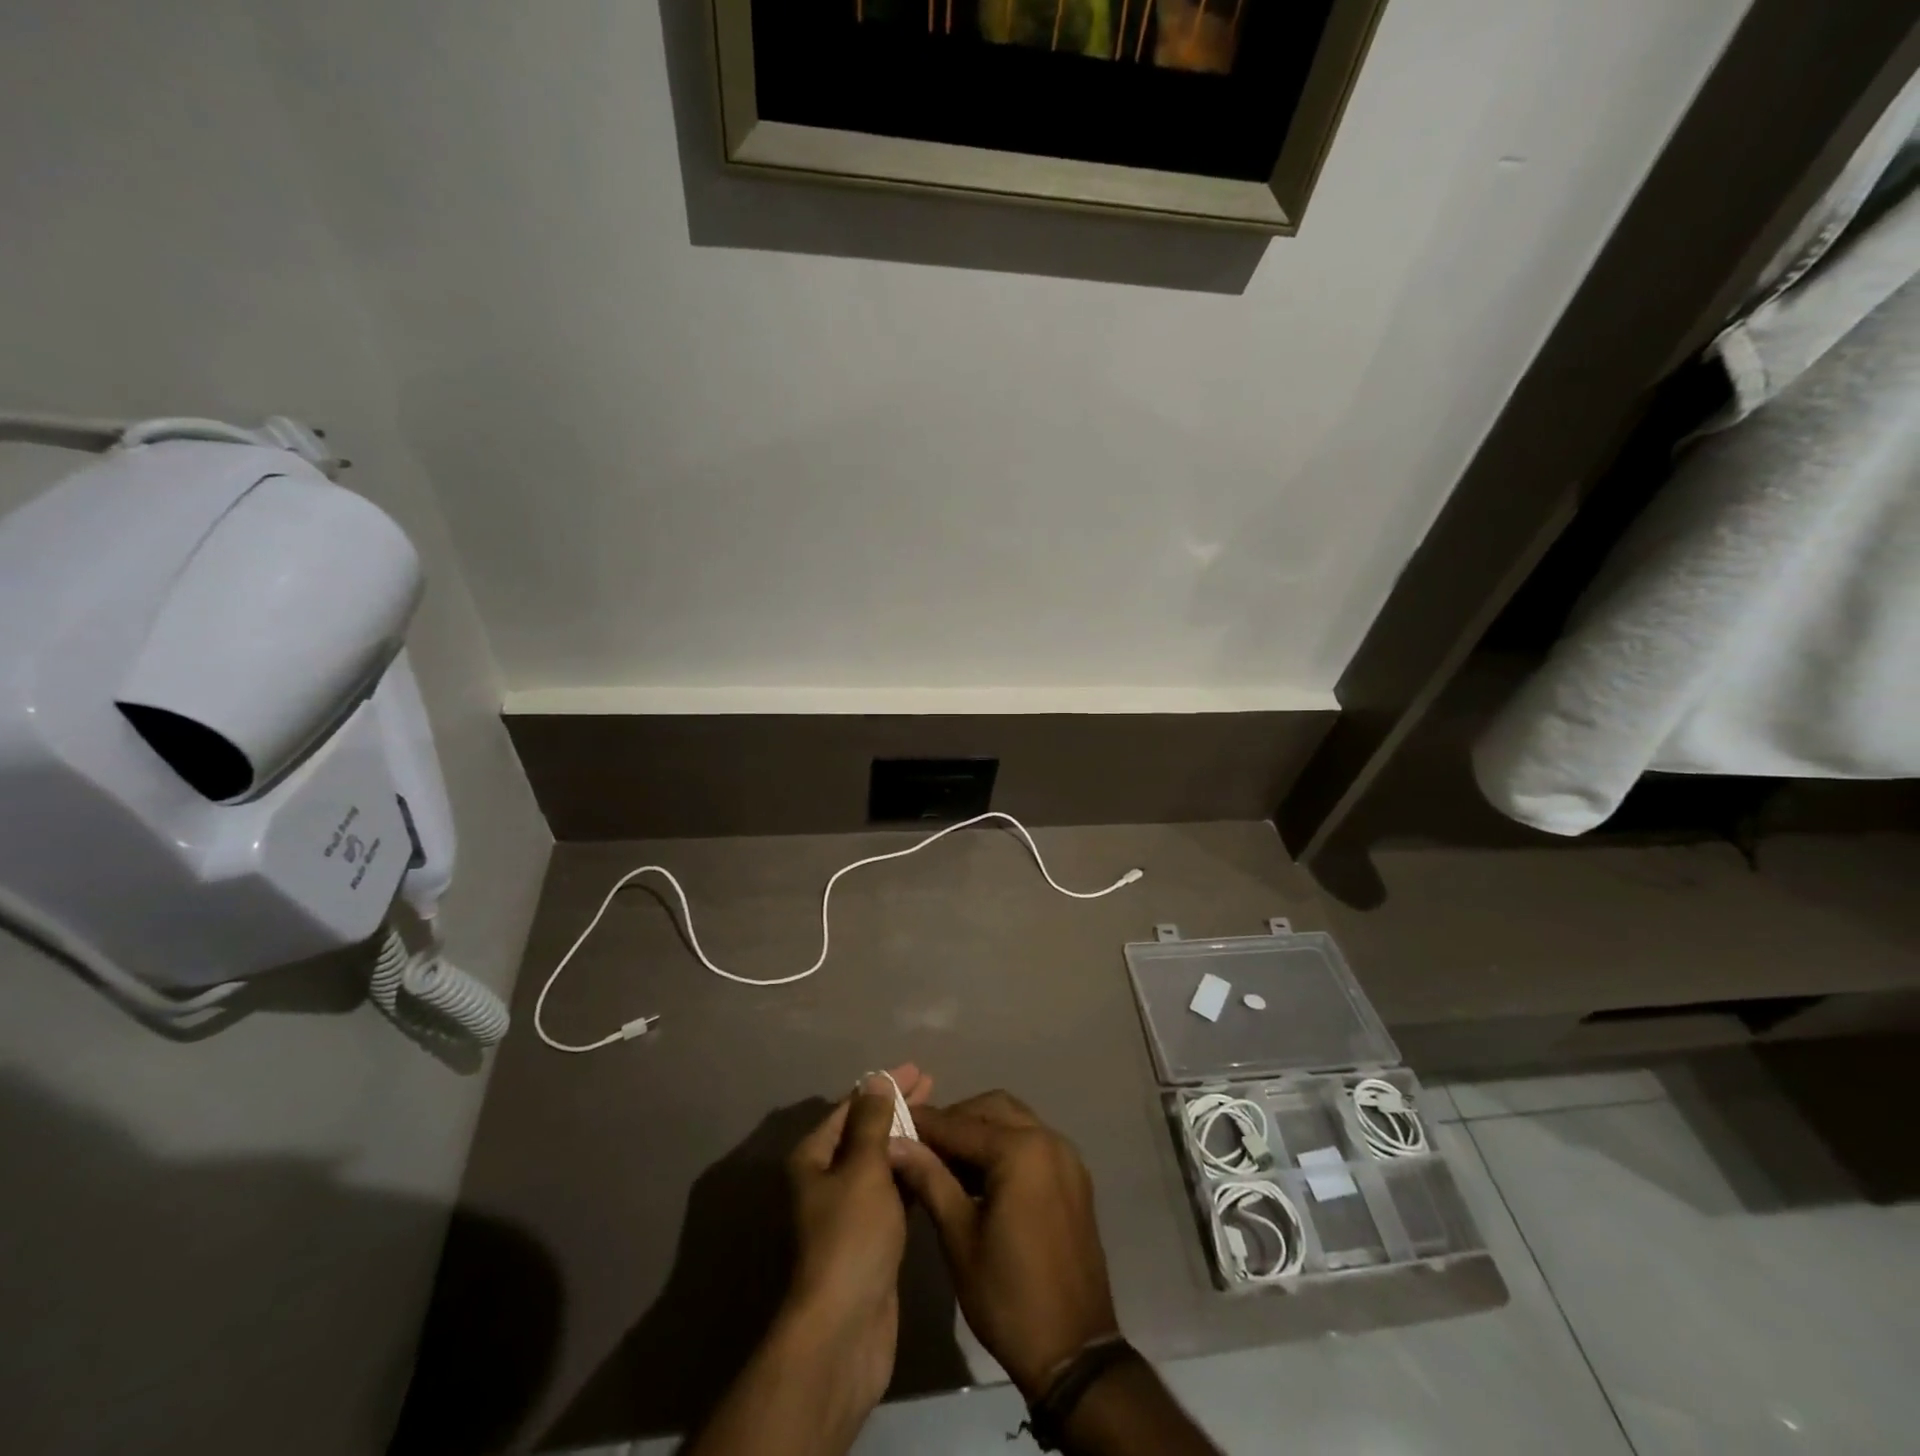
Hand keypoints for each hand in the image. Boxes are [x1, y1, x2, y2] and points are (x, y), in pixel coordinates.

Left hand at [780, 1064, 934, 1417]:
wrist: (845, 1329)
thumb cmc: (851, 1236)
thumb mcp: (863, 1168)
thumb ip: (872, 1122)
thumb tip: (875, 1081)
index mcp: (814, 1158)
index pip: (852, 1107)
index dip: (884, 1086)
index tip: (917, 1070)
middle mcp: (826, 1179)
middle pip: (866, 1131)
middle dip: (897, 1107)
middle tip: (933, 1085)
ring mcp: (848, 1211)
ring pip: (880, 1161)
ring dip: (906, 1138)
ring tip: (939, 1118)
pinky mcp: (870, 1237)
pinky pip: (892, 1190)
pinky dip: (910, 1171)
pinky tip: (934, 1161)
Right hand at [888, 1091, 1119, 1398]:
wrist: (1074, 1352)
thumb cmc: (1008, 1296)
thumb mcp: (959, 1237)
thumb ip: (930, 1179)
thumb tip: (894, 1143)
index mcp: (1020, 1151)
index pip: (960, 1124)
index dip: (924, 1123)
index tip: (893, 1123)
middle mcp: (1048, 1140)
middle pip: (992, 1109)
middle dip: (956, 1120)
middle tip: (922, 1144)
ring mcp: (1067, 1158)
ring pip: (1015, 1121)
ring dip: (981, 1130)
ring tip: (946, 1161)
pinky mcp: (1074, 1178)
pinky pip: (1033, 1142)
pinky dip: (1005, 1146)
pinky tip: (980, 1176)